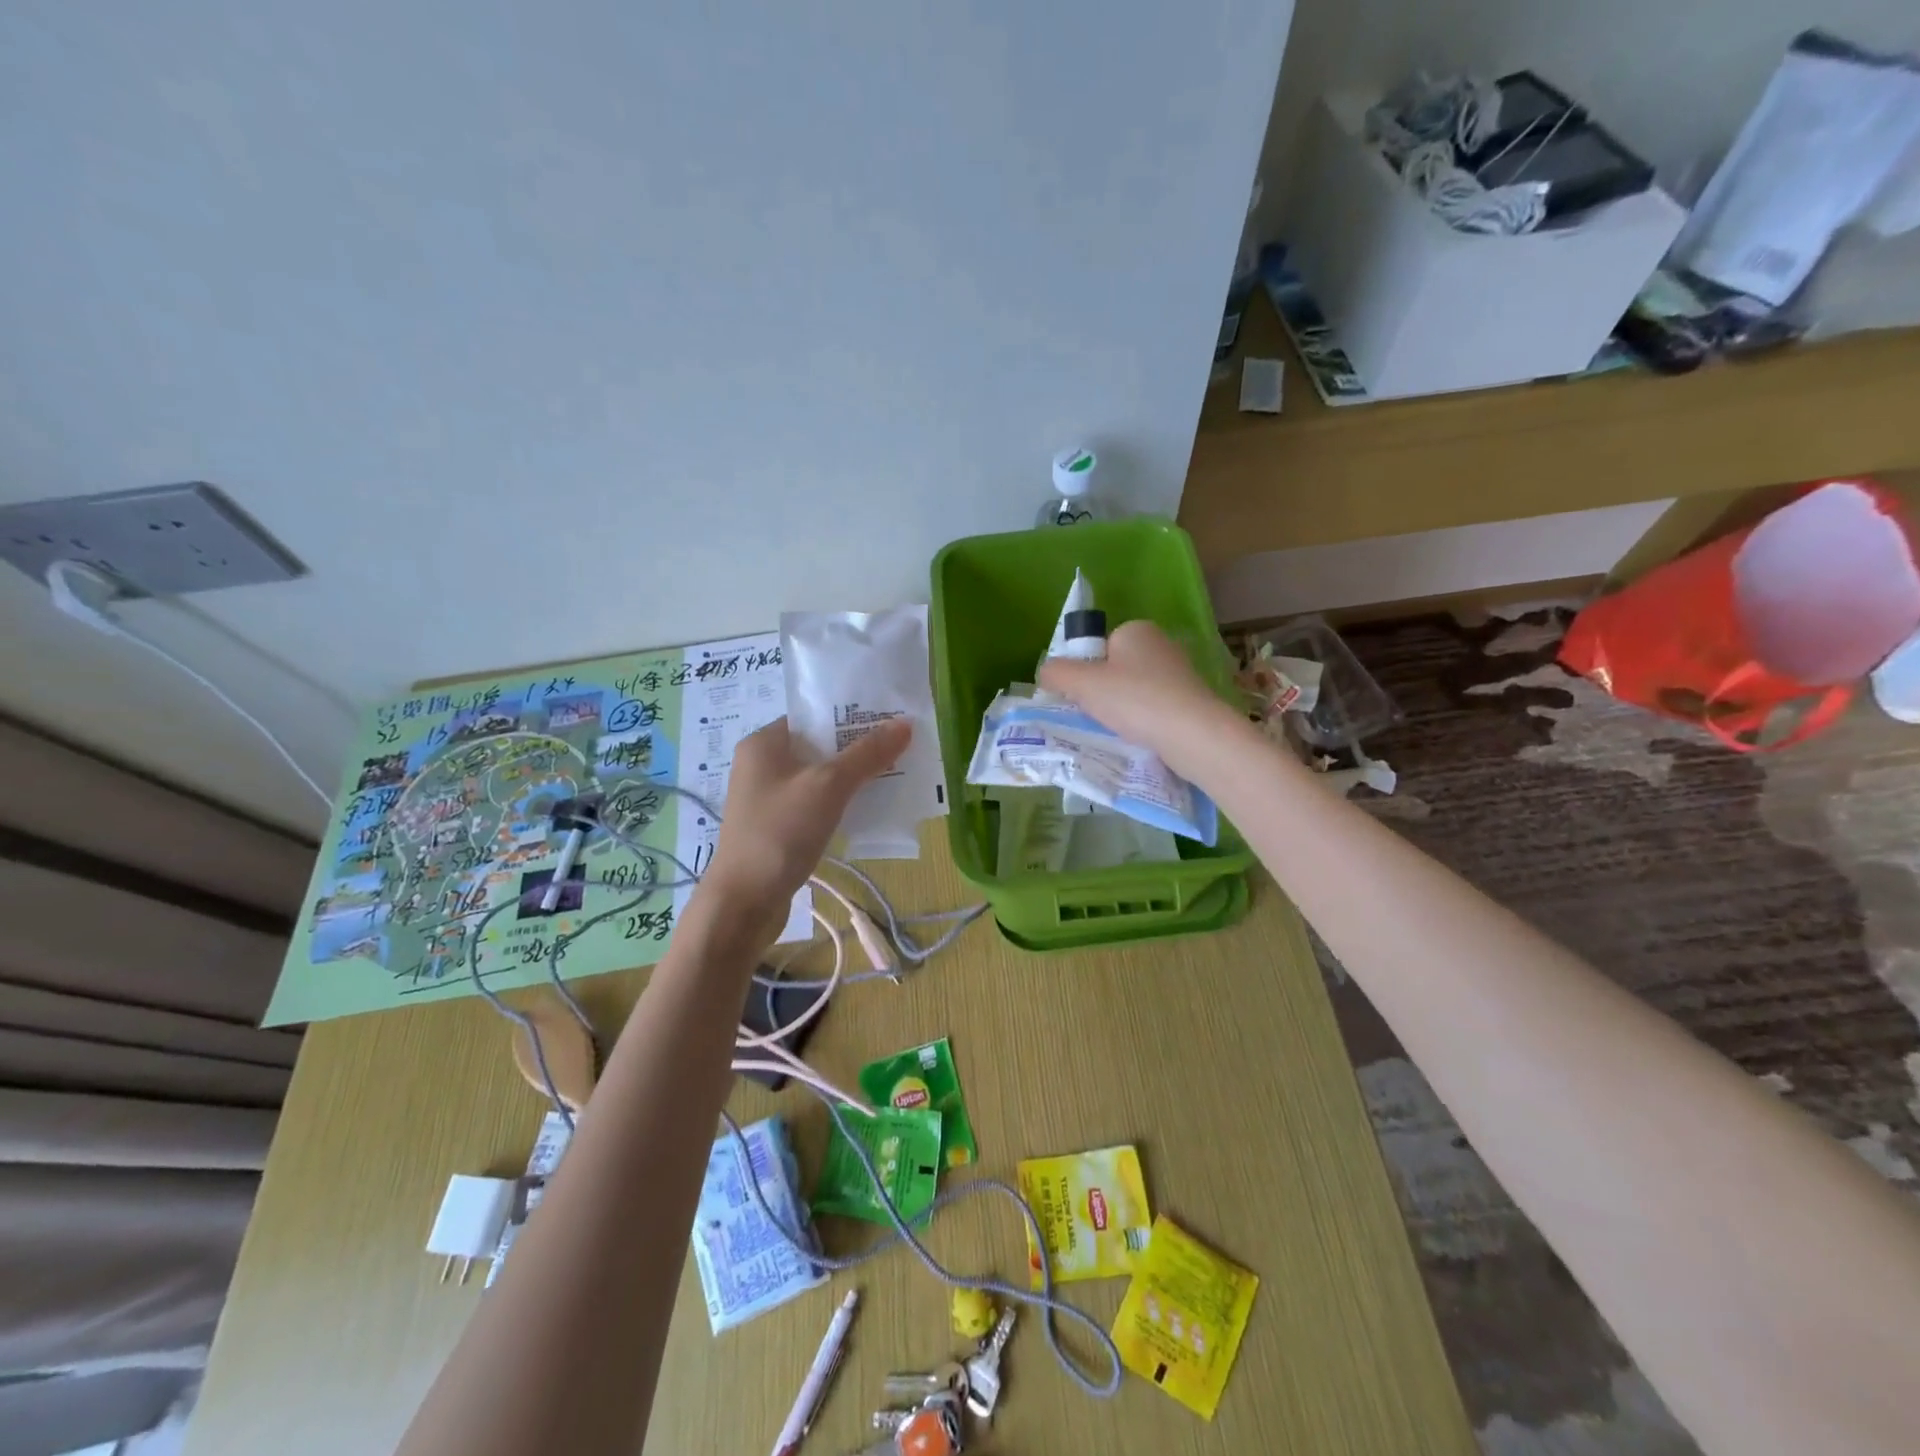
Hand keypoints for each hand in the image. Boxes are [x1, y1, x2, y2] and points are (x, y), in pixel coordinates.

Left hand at [699, 716, 910, 937]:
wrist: (745, 902)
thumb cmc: (781, 832)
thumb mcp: (829, 786)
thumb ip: (867, 754)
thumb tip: (905, 724)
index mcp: (764, 742)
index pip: (813, 715)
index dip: (851, 714)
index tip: (889, 718)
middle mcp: (762, 764)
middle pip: (820, 746)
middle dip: (858, 748)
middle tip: (900, 746)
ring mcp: (769, 798)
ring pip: (820, 777)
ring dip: (853, 777)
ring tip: (894, 774)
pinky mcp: (778, 826)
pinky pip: (816, 803)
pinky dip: (841, 803)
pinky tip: (870, 808)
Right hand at [1037, 620, 1245, 780]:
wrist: (1192, 735)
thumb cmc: (1135, 700)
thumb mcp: (1082, 684)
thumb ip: (1056, 673)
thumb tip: (1046, 673)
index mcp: (1135, 630)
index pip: (1098, 647)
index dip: (1085, 672)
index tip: (1082, 697)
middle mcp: (1160, 644)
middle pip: (1115, 669)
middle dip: (1103, 693)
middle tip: (1096, 716)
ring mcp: (1180, 672)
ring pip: (1135, 691)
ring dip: (1123, 710)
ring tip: (1118, 731)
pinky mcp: (1192, 700)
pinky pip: (1155, 708)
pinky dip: (1144, 722)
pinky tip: (1140, 738)